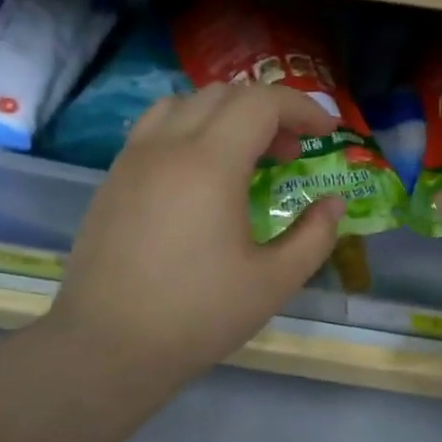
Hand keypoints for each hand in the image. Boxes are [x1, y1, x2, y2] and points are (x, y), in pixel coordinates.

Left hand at [49, 82, 344, 393]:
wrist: (109, 346)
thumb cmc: (199, 315)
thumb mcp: (275, 282)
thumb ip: (314, 235)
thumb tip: (333, 203)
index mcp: (211, 164)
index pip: (262, 103)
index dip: (303, 108)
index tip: (328, 132)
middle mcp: (168, 147)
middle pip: (224, 95)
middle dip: (269, 111)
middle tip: (292, 151)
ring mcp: (133, 160)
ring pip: (184, 104)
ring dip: (226, 114)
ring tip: (246, 155)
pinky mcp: (113, 179)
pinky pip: (155, 128)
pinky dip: (190, 129)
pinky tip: (201, 175)